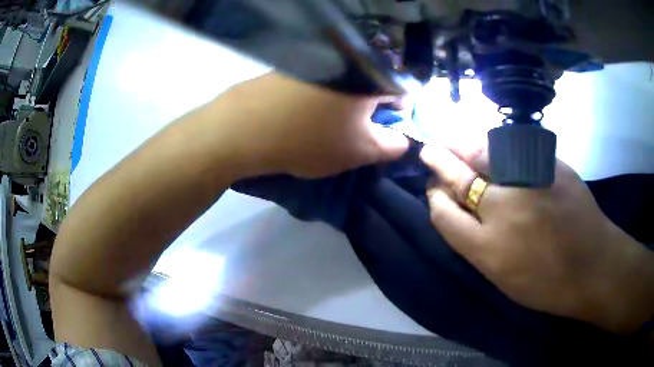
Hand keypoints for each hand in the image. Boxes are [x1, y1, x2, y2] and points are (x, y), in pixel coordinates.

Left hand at [210, 73, 408, 177]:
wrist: (245, 128)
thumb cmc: (310, 140)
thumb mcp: (360, 151)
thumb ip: (391, 146)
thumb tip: (403, 140)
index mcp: (367, 77)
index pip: (400, 88)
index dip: (400, 108)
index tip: (389, 125)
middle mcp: (344, 60)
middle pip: (371, 81)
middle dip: (371, 105)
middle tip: (358, 127)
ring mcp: (315, 60)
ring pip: (344, 79)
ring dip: (345, 99)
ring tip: (328, 121)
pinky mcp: (291, 64)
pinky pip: (318, 77)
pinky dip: (320, 93)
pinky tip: (305, 111)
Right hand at [420, 144, 653, 333]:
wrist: (593, 264)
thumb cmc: (546, 282)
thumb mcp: (501, 276)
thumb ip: (476, 242)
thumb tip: (459, 208)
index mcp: (487, 247)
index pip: (442, 210)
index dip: (434, 195)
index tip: (433, 188)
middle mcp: (502, 208)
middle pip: (457, 173)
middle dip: (439, 160)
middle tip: (431, 151)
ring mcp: (527, 179)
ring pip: (482, 150)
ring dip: (464, 146)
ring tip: (458, 146)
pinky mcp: (549, 161)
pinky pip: (512, 145)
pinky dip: (497, 145)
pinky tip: (496, 149)